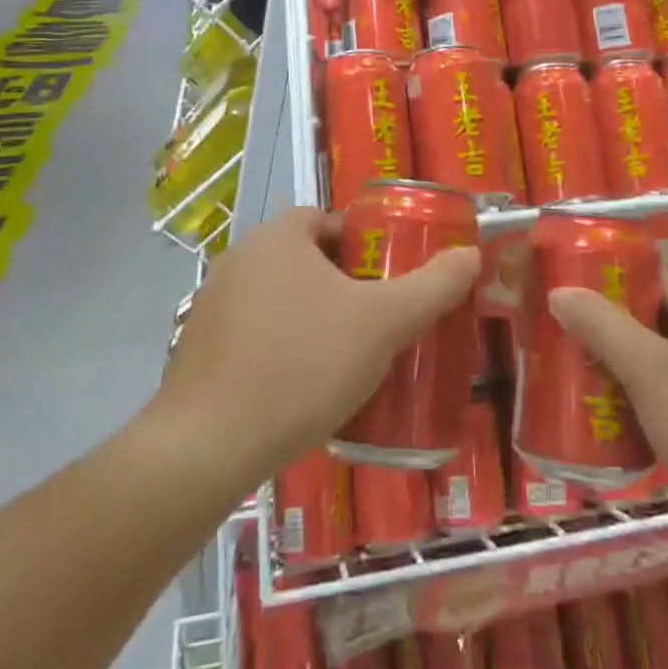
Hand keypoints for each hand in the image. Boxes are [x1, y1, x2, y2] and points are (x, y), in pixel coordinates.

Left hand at [155, 207, 480, 494]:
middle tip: (378, 324)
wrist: (207, 448)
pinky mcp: (197, 350)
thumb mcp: (382, 324)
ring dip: (313, 320)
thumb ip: (432, 286)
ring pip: (281, 300)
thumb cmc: (302, 366)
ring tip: (348, 361)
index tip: (390, 281)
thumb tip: (470, 254)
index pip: (328, 221)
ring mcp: (212, 305)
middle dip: (344, 287)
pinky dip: (281, 350)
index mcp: (278, 236)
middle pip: (307, 260)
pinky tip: (303, 390)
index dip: (364, 245)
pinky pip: (254, 335)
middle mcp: (240, 258)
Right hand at [548, 271, 667, 511]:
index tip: (568, 288)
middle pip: (649, 322)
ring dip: (614, 371)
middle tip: (557, 335)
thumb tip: (558, 291)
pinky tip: (598, 424)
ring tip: (566, 377)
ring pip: (652, 367)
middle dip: (604, 329)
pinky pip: (660, 406)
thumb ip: (603, 326)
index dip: (611, 278)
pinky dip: (631, 408)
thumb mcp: (650, 369)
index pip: (654, 278)